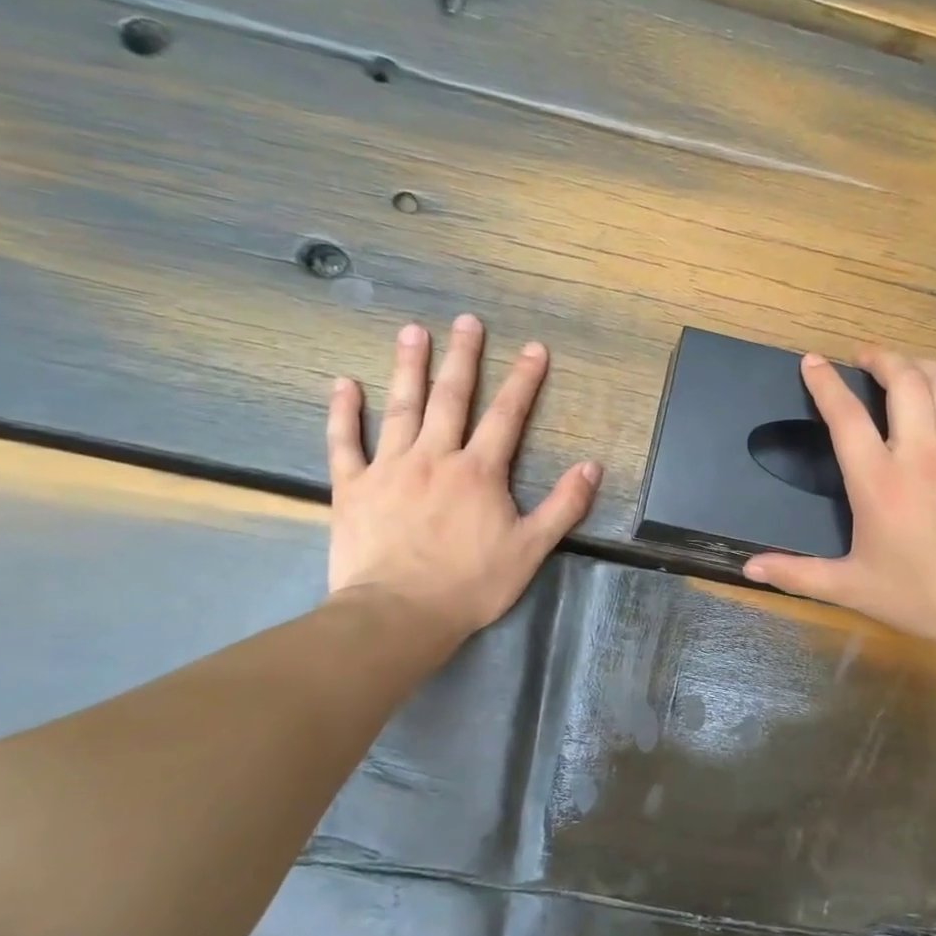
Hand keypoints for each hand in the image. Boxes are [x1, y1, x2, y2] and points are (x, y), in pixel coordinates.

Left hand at [326, 318, 599, 653]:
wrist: (399, 614)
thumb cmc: (471, 584)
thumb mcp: (531, 549)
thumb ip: (564, 505)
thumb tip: (592, 466)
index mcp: (479, 472)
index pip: (507, 416)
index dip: (523, 380)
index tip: (534, 348)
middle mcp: (435, 457)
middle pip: (451, 398)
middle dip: (463, 357)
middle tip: (466, 321)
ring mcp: (390, 468)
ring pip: (401, 408)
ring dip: (408, 368)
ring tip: (412, 331)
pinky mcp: (353, 488)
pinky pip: (345, 443)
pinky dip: (343, 412)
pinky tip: (343, 383)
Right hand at [743, 348, 935, 657]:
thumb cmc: (918, 596)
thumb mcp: (849, 587)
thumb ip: (796, 574)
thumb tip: (749, 568)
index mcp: (877, 480)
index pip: (845, 415)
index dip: (825, 383)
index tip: (813, 362)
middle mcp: (919, 453)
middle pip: (903, 381)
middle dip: (882, 359)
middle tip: (866, 358)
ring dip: (923, 366)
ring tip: (907, 366)